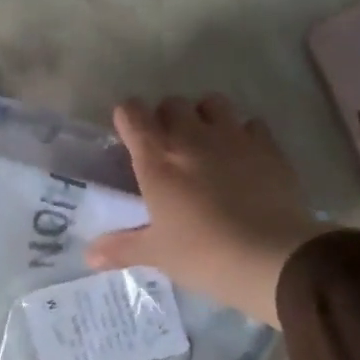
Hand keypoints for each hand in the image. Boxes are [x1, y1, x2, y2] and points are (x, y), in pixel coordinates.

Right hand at [86, 95, 327, 328]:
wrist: (271, 257)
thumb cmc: (202, 254)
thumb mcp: (156, 253)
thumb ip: (121, 248)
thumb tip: (88, 256)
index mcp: (157, 159)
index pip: (132, 113)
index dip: (128, 119)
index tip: (129, 137)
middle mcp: (192, 138)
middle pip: (172, 103)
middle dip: (166, 118)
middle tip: (167, 148)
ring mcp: (233, 137)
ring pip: (213, 103)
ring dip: (204, 116)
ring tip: (205, 144)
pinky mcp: (269, 147)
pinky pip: (251, 124)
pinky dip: (243, 134)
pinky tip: (243, 158)